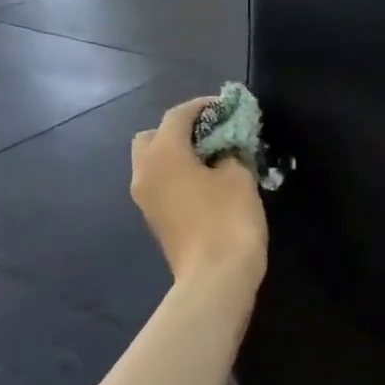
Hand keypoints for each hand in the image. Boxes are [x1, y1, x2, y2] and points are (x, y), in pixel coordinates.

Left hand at [131, 98, 267, 289]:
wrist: (215, 279)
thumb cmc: (229, 220)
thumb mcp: (239, 177)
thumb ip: (230, 153)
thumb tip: (224, 153)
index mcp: (162, 153)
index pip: (178, 115)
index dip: (203, 106)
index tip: (226, 108)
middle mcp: (144, 171)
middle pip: (153, 137)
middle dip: (179, 131)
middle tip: (211, 137)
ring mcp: (145, 199)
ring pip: (154, 163)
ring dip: (177, 155)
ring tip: (212, 161)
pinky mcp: (154, 220)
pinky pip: (160, 185)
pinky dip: (176, 177)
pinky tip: (205, 185)